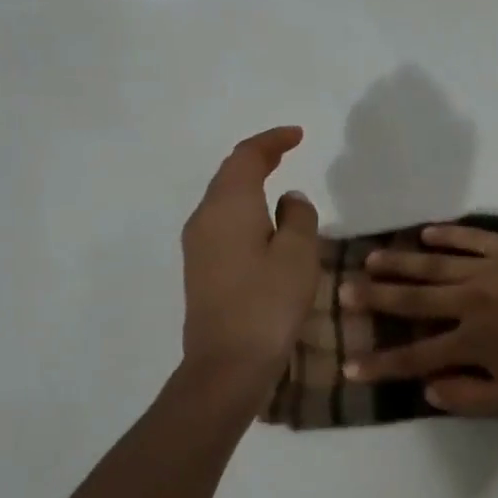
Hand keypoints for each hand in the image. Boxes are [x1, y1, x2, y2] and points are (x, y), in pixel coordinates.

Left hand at [181, 126, 319, 378]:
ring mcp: (197, 244)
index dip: (272, 141)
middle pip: (229, 174)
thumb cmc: (268, 302)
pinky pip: (222, 221)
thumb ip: (299, 217)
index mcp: (229, 206)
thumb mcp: (298, 254)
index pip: (247, 157)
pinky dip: (244, 208)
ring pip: (224, 198)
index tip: (298, 135)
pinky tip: (263, 222)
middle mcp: (205, 217)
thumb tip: (290, 199)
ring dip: (249, 183)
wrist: (227, 363)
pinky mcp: (200, 268)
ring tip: (277, 180)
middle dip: (258, 158)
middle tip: (288, 150)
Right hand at [342, 224, 497, 415]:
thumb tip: (427, 390)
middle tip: (343, 290)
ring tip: (372, 258)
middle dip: (375, 297)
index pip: (414, 356)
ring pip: (434, 264)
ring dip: (400, 262)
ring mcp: (489, 268)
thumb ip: (469, 398)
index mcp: (472, 341)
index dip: (379, 364)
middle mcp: (470, 301)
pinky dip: (446, 236)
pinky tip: (426, 234)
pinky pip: (470, 238)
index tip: (349, 366)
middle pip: (412, 300)